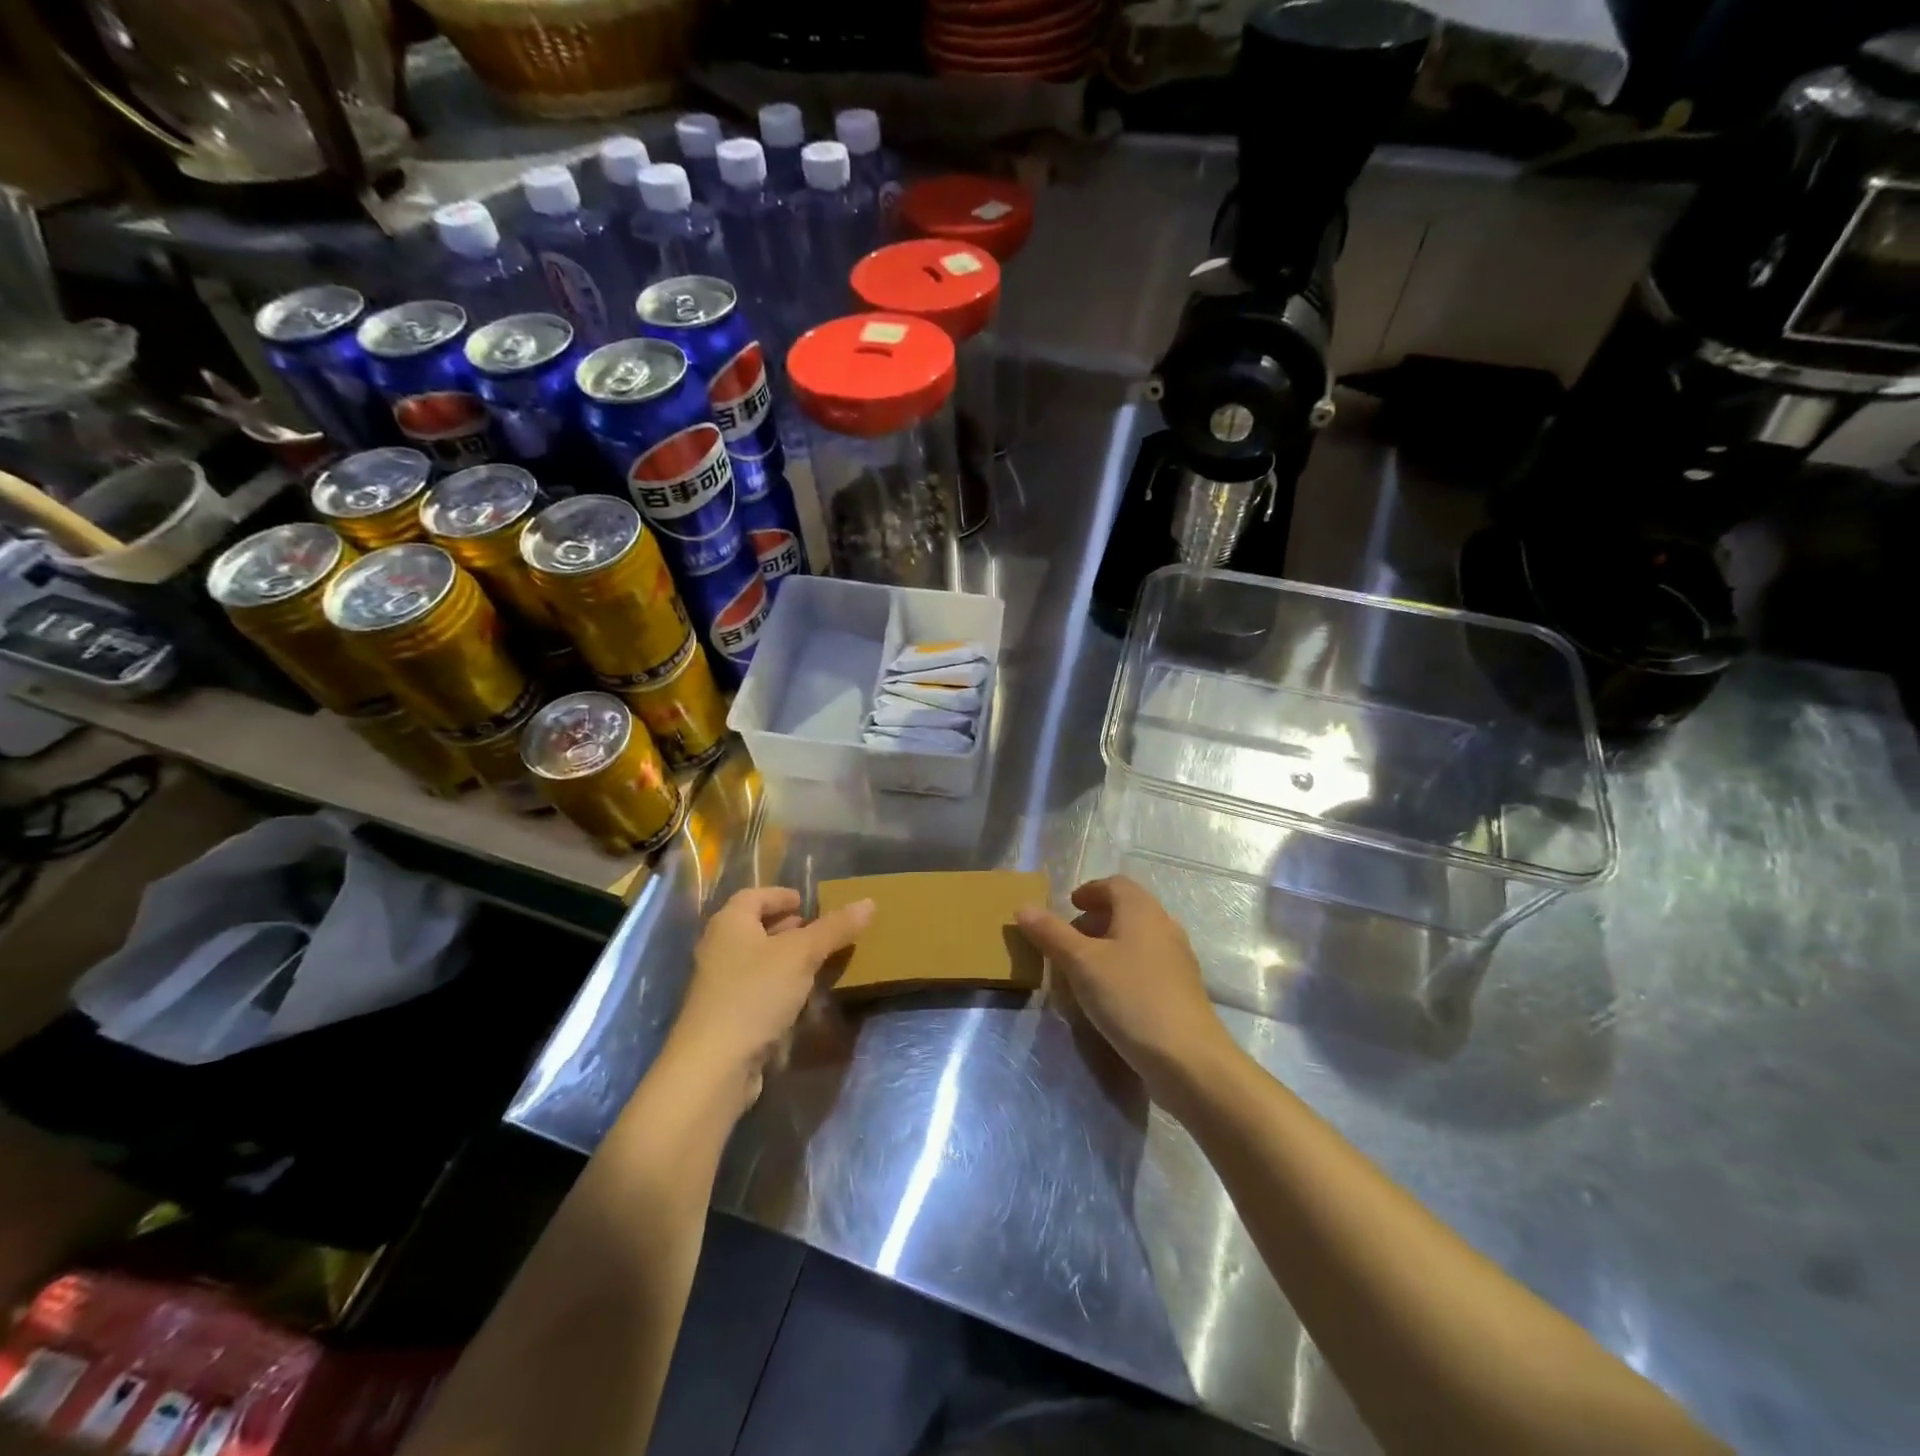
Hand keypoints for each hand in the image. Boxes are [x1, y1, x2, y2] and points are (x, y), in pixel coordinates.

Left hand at [666, 886, 873, 1112]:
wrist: (714, 1065)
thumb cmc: (755, 994)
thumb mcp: (802, 955)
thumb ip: (834, 928)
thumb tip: (868, 902)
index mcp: (730, 923)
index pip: (753, 896)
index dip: (780, 895)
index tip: (806, 901)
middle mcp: (719, 948)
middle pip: (754, 927)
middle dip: (787, 927)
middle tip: (818, 930)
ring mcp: (719, 985)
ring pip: (757, 961)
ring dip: (785, 958)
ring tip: (818, 961)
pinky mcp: (726, 1016)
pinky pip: (756, 989)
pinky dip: (779, 986)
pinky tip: (802, 997)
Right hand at [1016, 876, 1233, 1103]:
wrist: (1188, 1058)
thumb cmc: (1131, 997)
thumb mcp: (1081, 963)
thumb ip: (1051, 933)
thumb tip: (1023, 908)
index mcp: (1142, 910)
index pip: (1115, 884)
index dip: (1090, 890)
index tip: (1069, 906)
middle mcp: (1164, 926)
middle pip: (1127, 910)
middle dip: (1096, 920)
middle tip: (1068, 940)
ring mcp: (1177, 959)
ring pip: (1137, 939)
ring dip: (1109, 946)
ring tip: (1082, 970)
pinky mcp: (1181, 990)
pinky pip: (1146, 965)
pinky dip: (1123, 968)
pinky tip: (1108, 996)